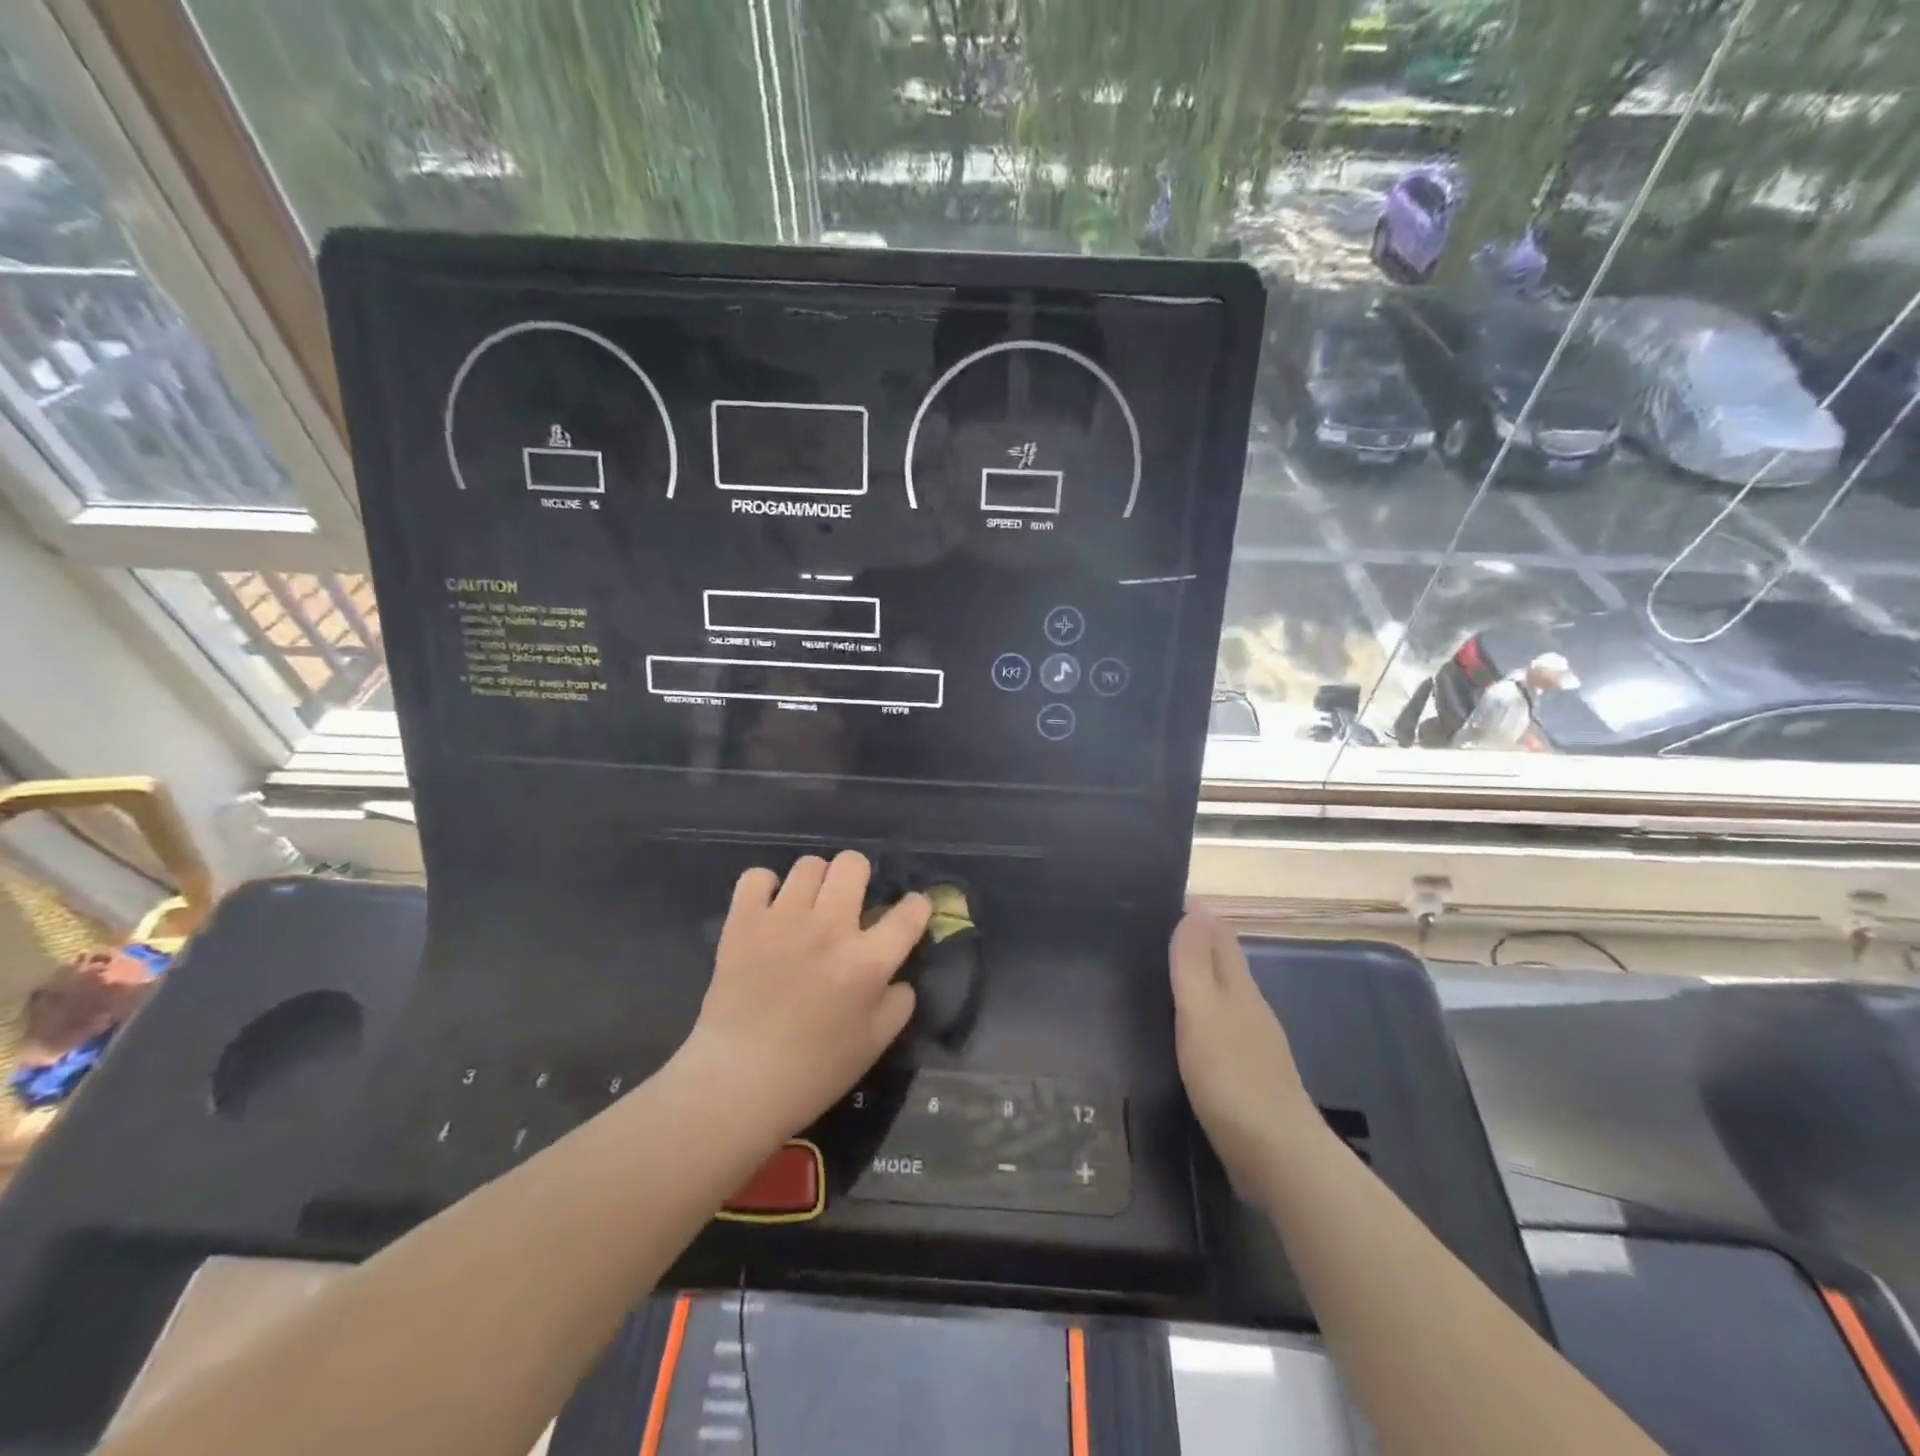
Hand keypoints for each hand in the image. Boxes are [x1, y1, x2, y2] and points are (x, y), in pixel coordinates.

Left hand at [682, 851, 929, 1140]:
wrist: (737, 1082)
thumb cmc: (812, 1072)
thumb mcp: (873, 1046)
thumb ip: (898, 1004)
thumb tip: (899, 976)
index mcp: (868, 962)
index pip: (909, 913)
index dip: (916, 906)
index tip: (909, 911)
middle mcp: (830, 928)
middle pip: (854, 864)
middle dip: (859, 876)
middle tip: (849, 902)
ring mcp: (784, 920)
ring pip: (809, 864)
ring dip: (815, 882)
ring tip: (807, 906)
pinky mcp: (743, 922)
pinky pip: (757, 877)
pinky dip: (765, 887)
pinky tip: (768, 910)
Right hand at [1170, 906, 1321, 1207]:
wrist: (1279, 1158)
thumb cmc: (1232, 1078)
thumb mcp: (1203, 1014)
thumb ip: (1195, 963)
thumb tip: (1197, 907)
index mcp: (1239, 987)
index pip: (1219, 935)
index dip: (1197, 915)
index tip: (1162, 899)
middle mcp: (1249, 1008)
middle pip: (1222, 963)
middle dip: (1194, 943)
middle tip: (1148, 934)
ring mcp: (1252, 1043)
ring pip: (1222, 997)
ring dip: (1196, 981)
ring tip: (1156, 976)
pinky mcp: (1247, 1076)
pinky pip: (1219, 1030)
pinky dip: (1200, 1017)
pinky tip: (1181, 1031)